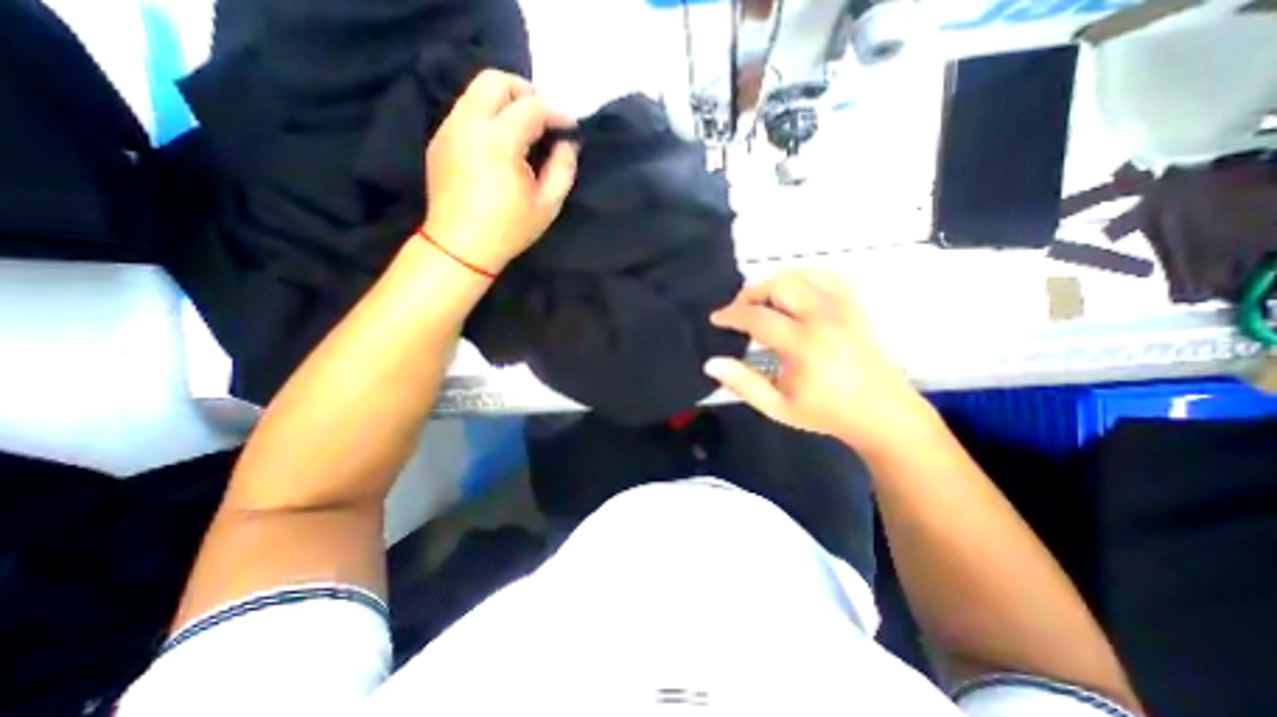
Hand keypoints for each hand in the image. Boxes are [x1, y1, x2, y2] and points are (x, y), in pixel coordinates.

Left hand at [422, 71, 575, 272]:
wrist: (460, 247)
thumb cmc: (509, 230)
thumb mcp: (547, 205)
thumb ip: (563, 168)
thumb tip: (567, 143)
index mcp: (499, 142)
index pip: (531, 107)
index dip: (556, 112)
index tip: (570, 126)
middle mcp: (469, 124)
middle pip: (495, 80)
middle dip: (525, 91)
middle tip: (544, 117)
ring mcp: (449, 128)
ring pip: (477, 91)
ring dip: (505, 101)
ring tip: (524, 129)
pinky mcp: (440, 139)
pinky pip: (466, 111)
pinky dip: (488, 115)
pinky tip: (500, 143)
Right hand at [709, 268, 929, 452]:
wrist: (882, 413)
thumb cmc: (827, 412)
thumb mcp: (777, 406)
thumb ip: (743, 383)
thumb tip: (711, 363)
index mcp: (804, 346)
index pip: (758, 317)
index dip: (731, 315)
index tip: (717, 319)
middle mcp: (824, 318)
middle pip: (779, 284)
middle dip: (751, 293)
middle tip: (739, 311)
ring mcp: (843, 307)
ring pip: (801, 274)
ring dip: (774, 283)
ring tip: (762, 302)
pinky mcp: (854, 305)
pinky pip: (826, 275)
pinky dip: (802, 277)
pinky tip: (792, 292)